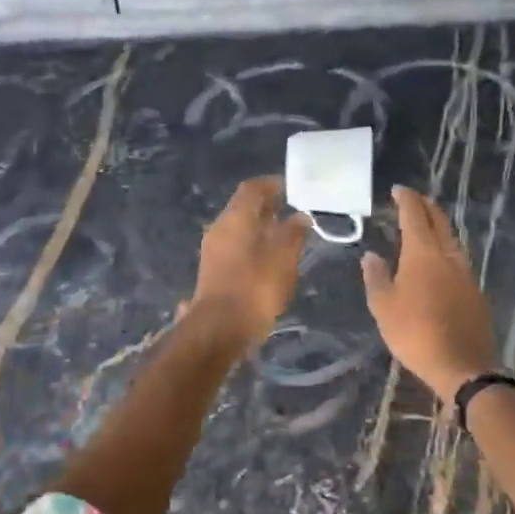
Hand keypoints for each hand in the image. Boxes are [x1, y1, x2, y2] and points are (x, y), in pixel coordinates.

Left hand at [188, 177, 310, 348]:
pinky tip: (271, 259)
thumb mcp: (283, 257)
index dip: (272, 184)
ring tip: (287, 235)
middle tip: (293, 210)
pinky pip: (236, 247)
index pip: (252, 188)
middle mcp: (220, 228)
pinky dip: (254, 245)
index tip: (292, 188)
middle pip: (243, 207)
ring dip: (261, 228)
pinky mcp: (214, 270)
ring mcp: (213, 250)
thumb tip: (301, 216)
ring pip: (239, 229)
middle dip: (268, 206)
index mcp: (234, 217)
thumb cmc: (255, 287)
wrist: (220, 328)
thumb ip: (293, 233)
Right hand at [361, 187, 498, 402]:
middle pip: (439, 221)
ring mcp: (465, 273)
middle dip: (425, 206)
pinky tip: (437, 260)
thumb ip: (376, 277)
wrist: (463, 366)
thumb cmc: (415, 332)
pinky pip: (457, 259)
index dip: (406, 199)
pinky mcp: (475, 291)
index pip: (414, 215)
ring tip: (424, 226)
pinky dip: (445, 248)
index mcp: (422, 253)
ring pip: (451, 239)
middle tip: (412, 200)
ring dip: (438, 226)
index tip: (398, 189)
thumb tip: (371, 255)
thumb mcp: (383, 306)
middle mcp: (447, 256)